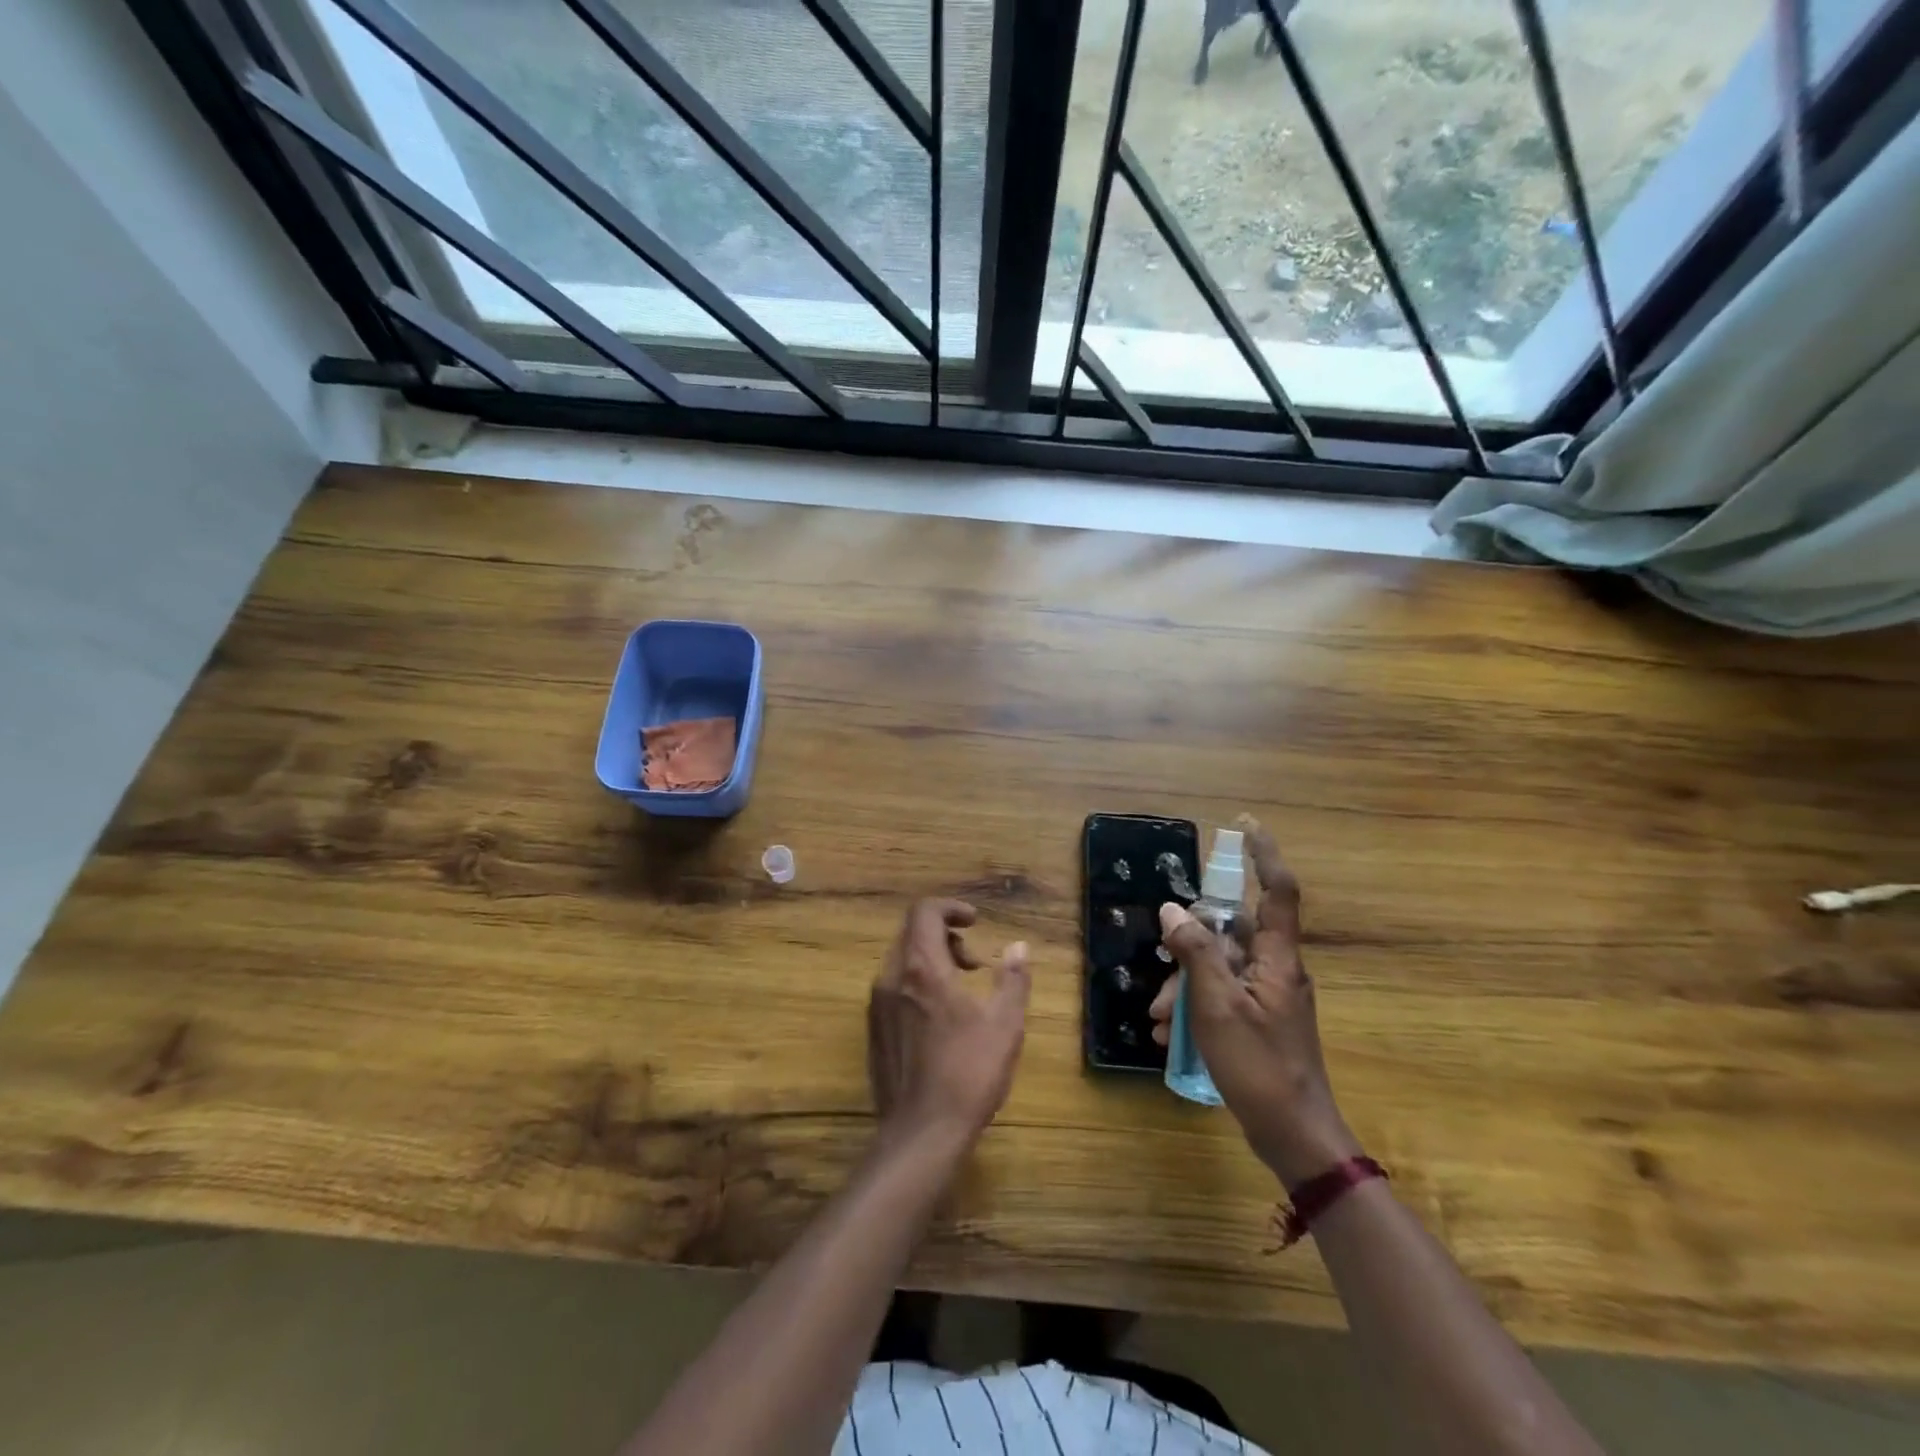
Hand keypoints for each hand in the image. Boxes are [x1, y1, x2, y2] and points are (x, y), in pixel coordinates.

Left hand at [868, 900, 1030, 1150]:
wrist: (921, 1133)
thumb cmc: (968, 1073)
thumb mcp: (1005, 1024)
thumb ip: (1013, 979)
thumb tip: (1019, 946)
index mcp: (922, 968)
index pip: (924, 912)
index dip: (950, 908)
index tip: (975, 922)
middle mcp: (892, 978)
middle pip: (912, 934)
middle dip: (945, 937)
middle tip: (974, 964)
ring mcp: (877, 1005)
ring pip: (902, 961)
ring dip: (932, 961)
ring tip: (962, 992)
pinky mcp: (874, 1031)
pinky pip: (894, 987)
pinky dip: (917, 984)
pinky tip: (941, 1019)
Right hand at [1149, 819, 1358, 1186]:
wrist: (1296, 1136)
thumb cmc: (1259, 1065)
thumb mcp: (1217, 1005)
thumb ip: (1196, 953)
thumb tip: (1174, 911)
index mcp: (1277, 959)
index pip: (1277, 891)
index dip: (1263, 855)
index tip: (1243, 825)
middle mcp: (1276, 971)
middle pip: (1230, 936)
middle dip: (1188, 951)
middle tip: (1161, 980)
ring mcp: (1268, 999)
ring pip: (1219, 970)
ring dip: (1184, 988)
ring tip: (1159, 1021)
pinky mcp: (1260, 1023)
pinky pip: (1221, 999)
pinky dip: (1195, 1009)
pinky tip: (1170, 1037)